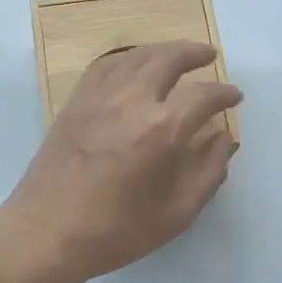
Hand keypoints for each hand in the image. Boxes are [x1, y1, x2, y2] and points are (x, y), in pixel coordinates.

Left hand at [0, 42, 241, 282]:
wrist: (47, 232)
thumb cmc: (116, 230)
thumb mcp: (176, 213)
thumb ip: (208, 172)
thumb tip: (224, 138)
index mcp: (162, 129)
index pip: (203, 96)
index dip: (224, 94)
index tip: (234, 96)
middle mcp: (132, 101)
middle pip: (168, 59)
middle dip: (193, 53)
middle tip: (209, 55)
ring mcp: (99, 97)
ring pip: (135, 56)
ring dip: (161, 50)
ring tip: (176, 53)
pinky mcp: (75, 102)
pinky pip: (104, 66)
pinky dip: (125, 58)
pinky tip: (132, 64)